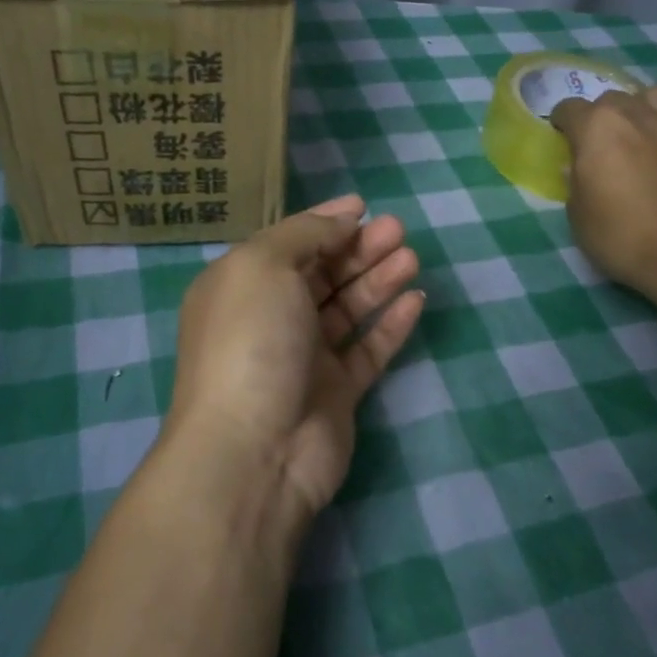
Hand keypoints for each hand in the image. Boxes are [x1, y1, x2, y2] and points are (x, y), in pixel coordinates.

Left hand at [163, 195, 424, 525]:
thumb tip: (341, 222)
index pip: (287, 244)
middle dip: (358, 248)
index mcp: (241, 287)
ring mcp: (303, 358)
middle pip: (321, 274)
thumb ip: (304, 235)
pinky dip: (390, 324)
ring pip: (347, 309)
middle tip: (397, 229)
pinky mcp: (336, 393)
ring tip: (411, 257)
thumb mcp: (264, 266)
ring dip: (378, 279)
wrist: (255, 450)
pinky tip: (416, 300)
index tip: (363, 206)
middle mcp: (270, 319)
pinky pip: (368, 349)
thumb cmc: (251, 341)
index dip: (324, 221)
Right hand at [551, 84, 656, 297]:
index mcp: (598, 129)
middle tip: (599, 145)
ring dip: (640, 110)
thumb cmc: (623, 237)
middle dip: (601, 116)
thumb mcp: (578, 216)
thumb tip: (579, 169)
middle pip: (612, 99)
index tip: (562, 139)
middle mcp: (638, 116)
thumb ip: (575, 183)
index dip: (562, 123)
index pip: (570, 108)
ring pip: (654, 98)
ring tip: (637, 136)